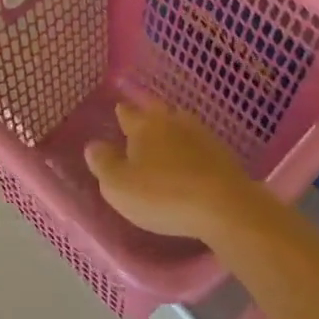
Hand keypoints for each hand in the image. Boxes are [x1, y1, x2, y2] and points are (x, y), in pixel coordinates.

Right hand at [83, 99, 266, 242]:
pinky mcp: (223, 154)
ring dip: (172, 130)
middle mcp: (172, 122)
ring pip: (181, 125)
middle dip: (148, 115)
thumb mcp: (119, 185)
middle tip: (141, 120)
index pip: (128, 113)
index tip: (119, 112)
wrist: (225, 206)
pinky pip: (200, 145)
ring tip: (166, 140)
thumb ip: (103, 164)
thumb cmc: (163, 195)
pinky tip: (191, 162)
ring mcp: (202, 136)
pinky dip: (192, 150)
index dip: (122, 113)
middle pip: (157, 112)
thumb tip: (93, 145)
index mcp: (144, 126)